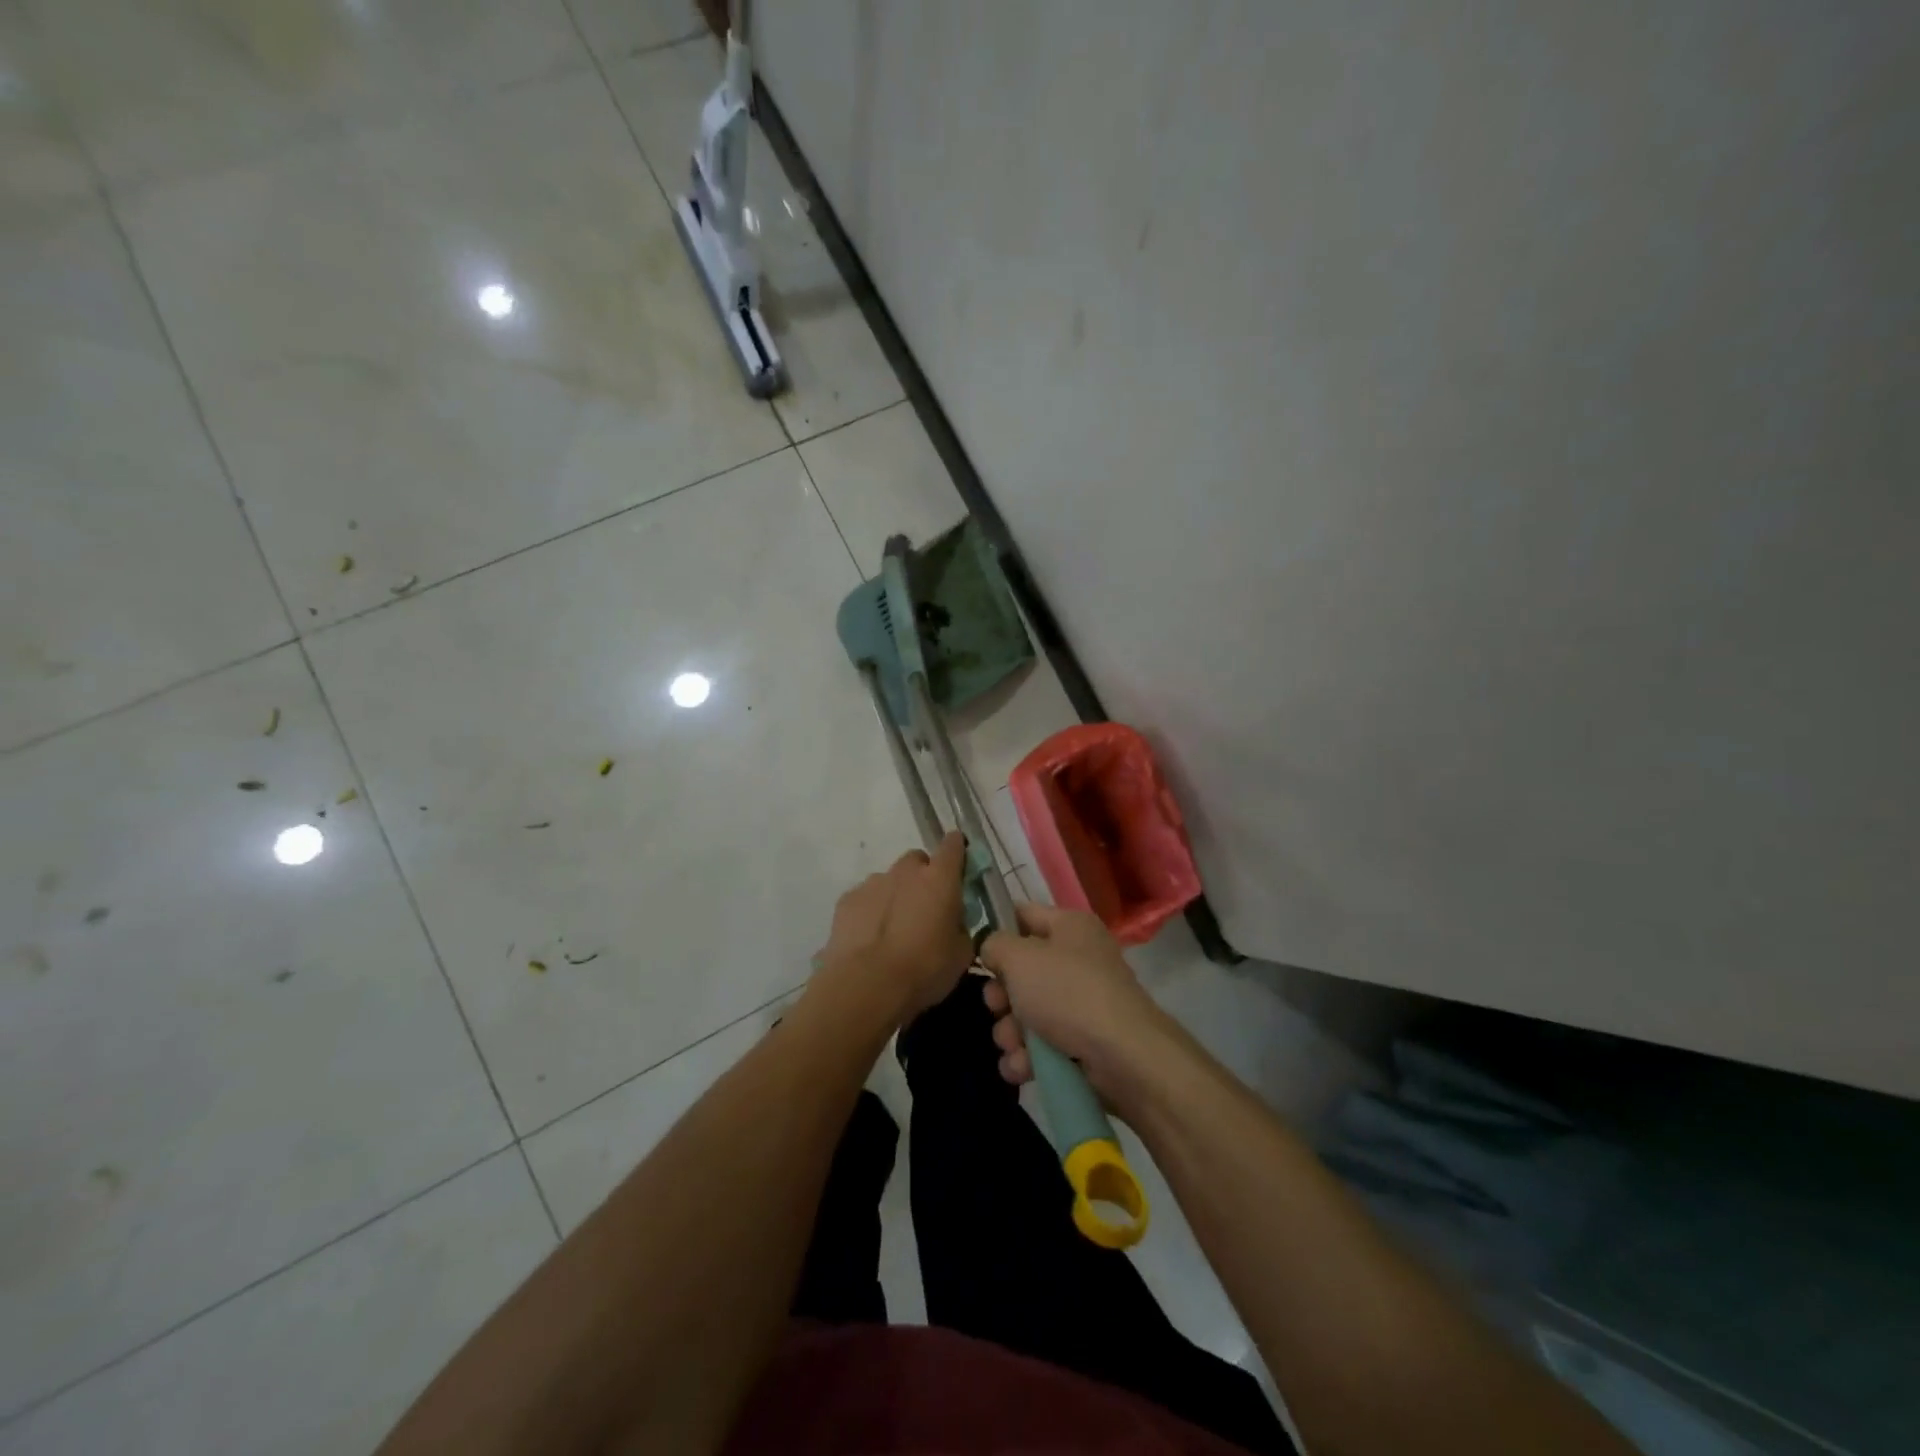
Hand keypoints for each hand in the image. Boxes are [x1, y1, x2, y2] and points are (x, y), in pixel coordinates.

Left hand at [815, 832, 973, 1021]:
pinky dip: (870, 911)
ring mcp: (873, 882)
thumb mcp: (961, 954)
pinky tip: (870, 940)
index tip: (959, 868)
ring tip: (894, 933)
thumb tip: (954, 923)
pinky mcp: (847, 899)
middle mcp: (906, 871)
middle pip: (917, 861)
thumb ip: (961, 928)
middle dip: (923, 878)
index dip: (957, 852)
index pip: (953, 845)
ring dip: (896, 896)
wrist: (867, 986)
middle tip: (925, 910)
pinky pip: (866, 898)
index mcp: (940, 878)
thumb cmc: (924, 969)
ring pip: (890, 880)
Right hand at [978, 902, 1171, 1100]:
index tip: (978, 954)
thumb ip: (995, 945)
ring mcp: (1083, 1002)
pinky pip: (1044, 1044)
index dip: (999, 932)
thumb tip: (993, 950)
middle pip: (1022, 971)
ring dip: (1010, 1032)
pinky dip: (1028, 1057)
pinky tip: (1022, 1067)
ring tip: (1012, 1046)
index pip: (1024, 915)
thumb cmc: (1067, 993)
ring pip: (1029, 1012)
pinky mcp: (1085, 1041)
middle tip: (996, 1008)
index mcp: (1070, 927)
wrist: (1123, 1056)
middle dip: (1001, 996)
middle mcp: (1079, 959)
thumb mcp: (1020, 958)